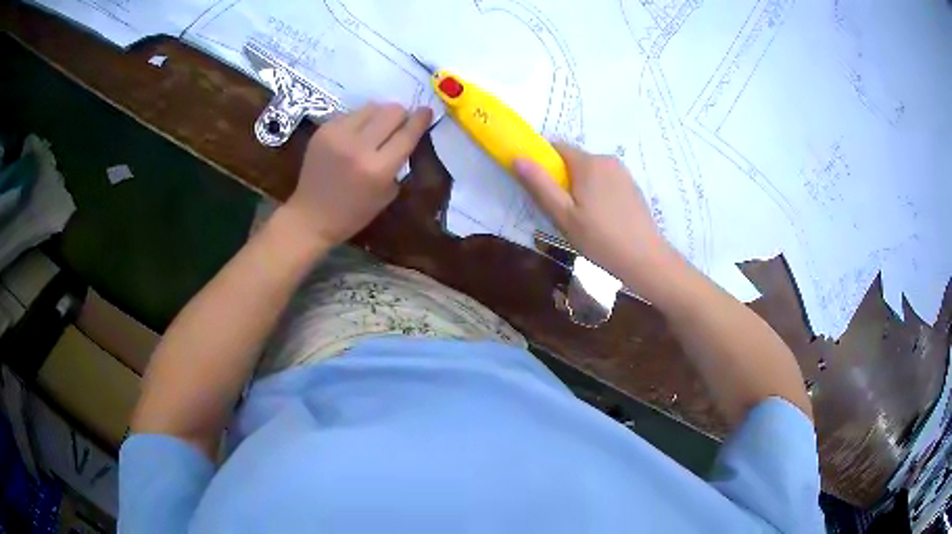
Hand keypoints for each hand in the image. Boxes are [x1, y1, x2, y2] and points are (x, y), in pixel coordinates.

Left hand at [283, 103, 432, 246]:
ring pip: (372, 107)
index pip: (407, 134)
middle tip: (399, 125)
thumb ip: (399, 162)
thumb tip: (407, 134)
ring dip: (379, 115)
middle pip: (392, 111)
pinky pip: (351, 113)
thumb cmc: (353, 214)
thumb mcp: (386, 193)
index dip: (421, 119)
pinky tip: (354, 135)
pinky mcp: (323, 129)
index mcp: (378, 169)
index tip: (426, 111)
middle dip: (401, 115)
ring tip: (375, 129)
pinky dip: (359, 121)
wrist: (310, 216)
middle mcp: (359, 146)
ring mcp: (338, 135)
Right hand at [513, 144, 671, 282]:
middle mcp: (607, 160)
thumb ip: (539, 185)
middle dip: (562, 179)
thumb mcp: (563, 215)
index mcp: (588, 163)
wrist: (644, 259)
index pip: (556, 147)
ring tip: (582, 220)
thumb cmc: (599, 238)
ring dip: (580, 187)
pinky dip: (597, 193)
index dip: (543, 163)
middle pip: (574, 160)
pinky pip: (606, 182)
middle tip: (561, 211)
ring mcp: (623, 173)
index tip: (540, 188)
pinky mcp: (632, 187)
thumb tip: (517, 157)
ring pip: (590, 172)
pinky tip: (601, 220)